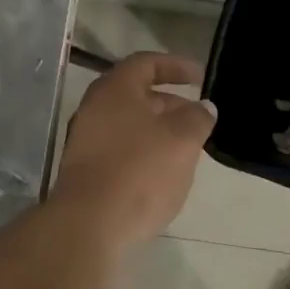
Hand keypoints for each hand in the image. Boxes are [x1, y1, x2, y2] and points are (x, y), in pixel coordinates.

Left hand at [52, 52, 215, 248]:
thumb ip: (197, 118)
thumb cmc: (139, 172)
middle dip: (171, 104)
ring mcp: (85, 141)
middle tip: (198, 119)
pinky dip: (144, 152)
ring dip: (159, 131)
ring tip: (187, 149)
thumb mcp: (182, 140)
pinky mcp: (85, 171)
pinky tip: (163, 174)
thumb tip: (203, 107)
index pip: (146, 63)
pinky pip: (120, 150)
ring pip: (129, 125)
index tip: (201, 77)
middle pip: (137, 95)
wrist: (89, 225)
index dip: (176, 66)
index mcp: (115, 90)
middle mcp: (94, 109)